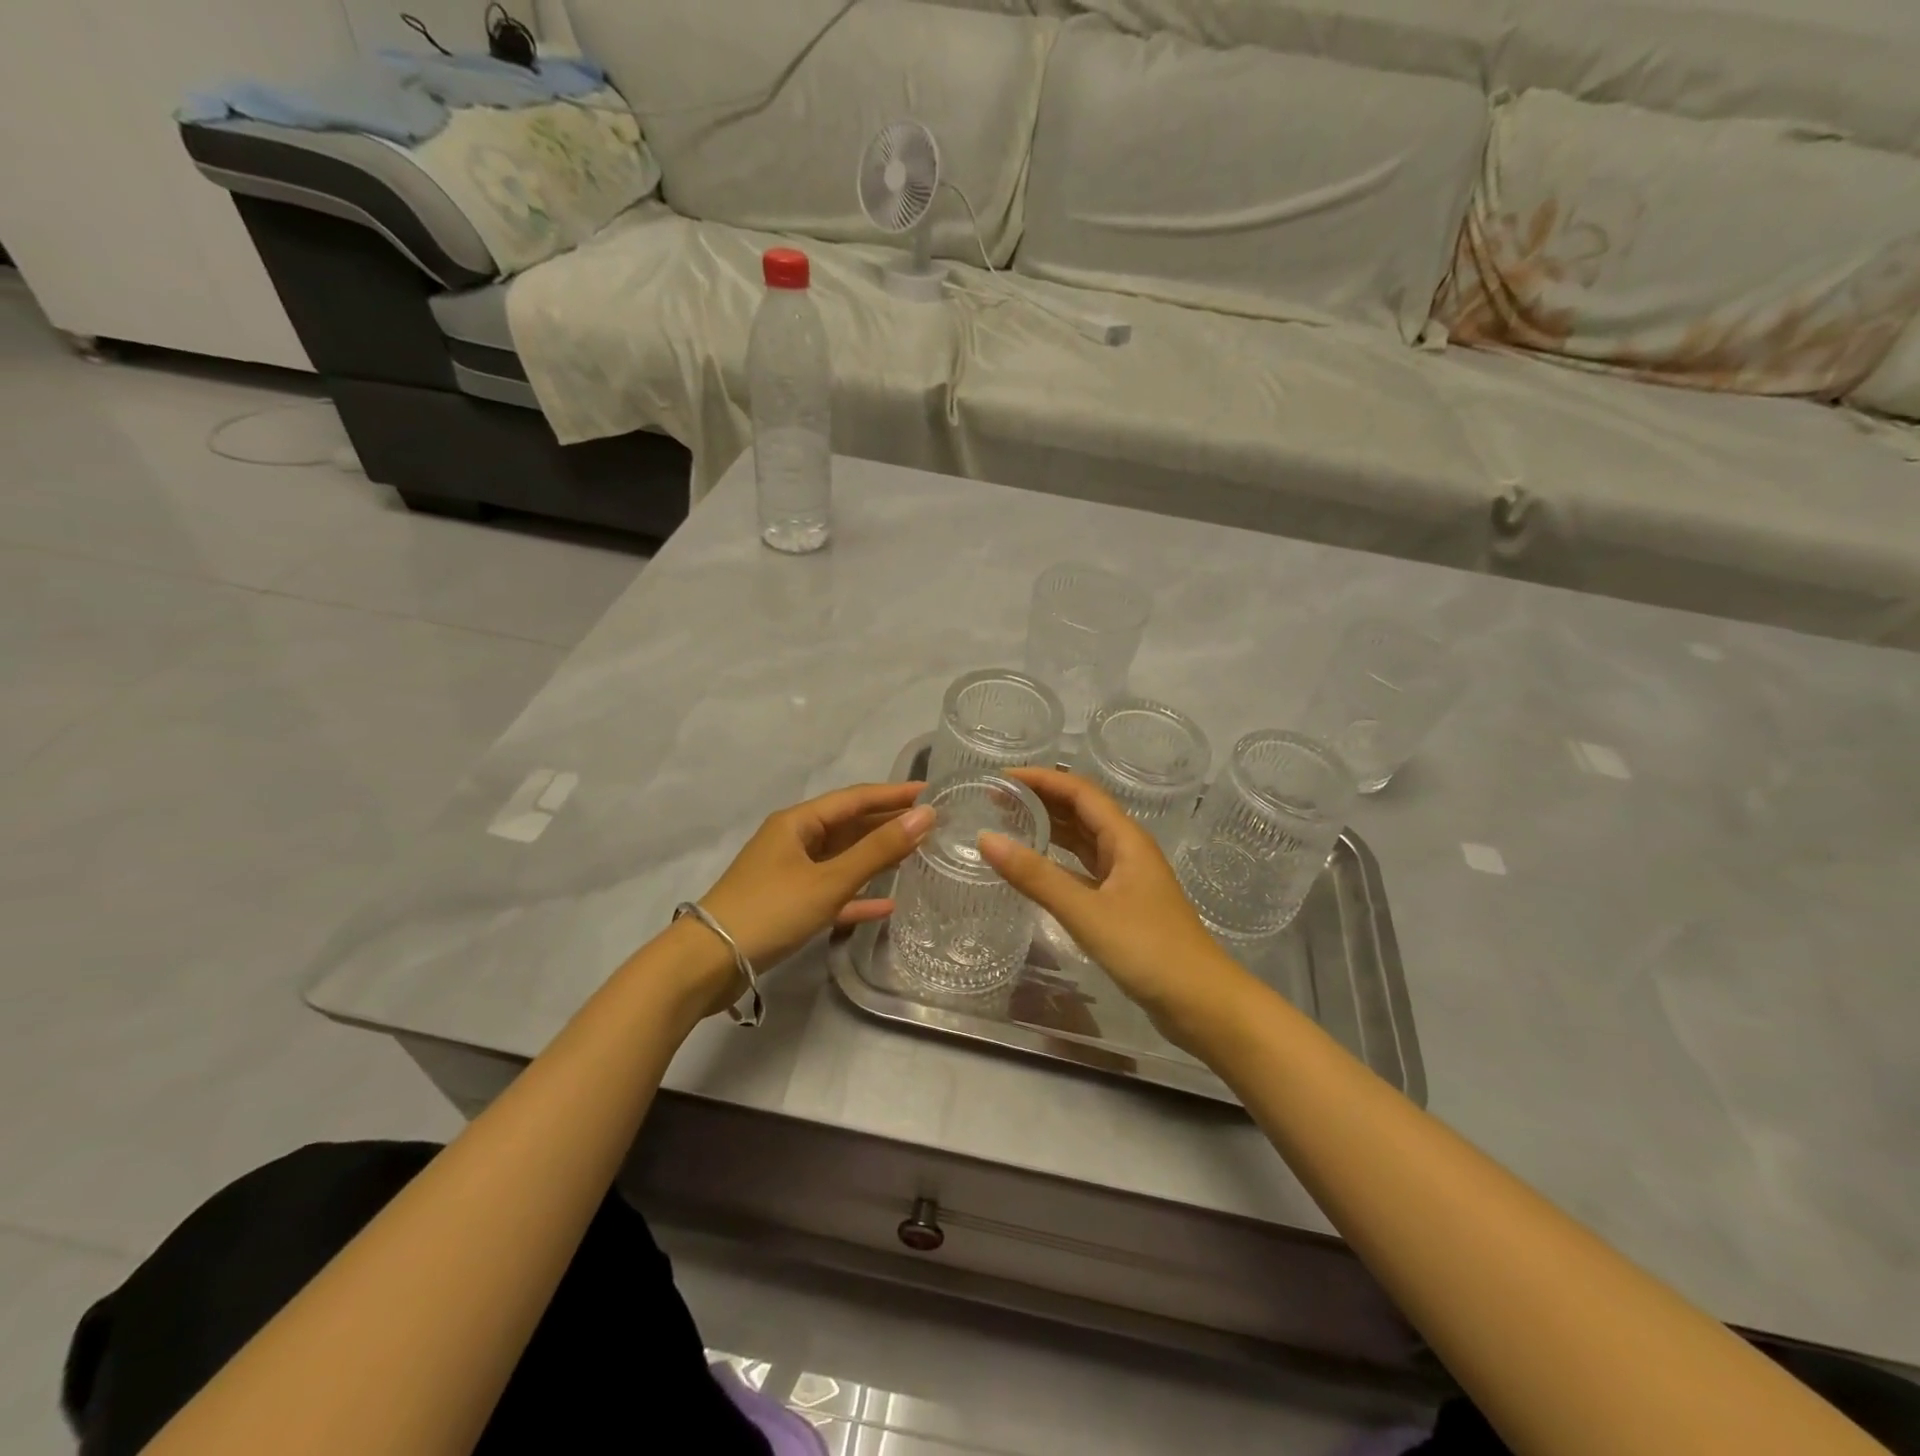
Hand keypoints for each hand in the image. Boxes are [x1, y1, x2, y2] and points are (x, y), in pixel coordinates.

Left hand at [691, 782, 933, 1009]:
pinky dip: (857, 895)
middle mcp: (794, 841)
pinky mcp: (789, 905)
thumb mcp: (829, 879)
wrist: (709, 963)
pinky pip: (832, 892)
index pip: (855, 798)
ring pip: (842, 859)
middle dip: (888, 825)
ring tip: (917, 856)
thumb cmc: (771, 910)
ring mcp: (790, 874)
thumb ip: (879, 849)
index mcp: (798, 822)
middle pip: (849, 826)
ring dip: (876, 858)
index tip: (930, 793)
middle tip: (932, 826)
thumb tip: (925, 815)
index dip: (893, 795)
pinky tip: (887, 905)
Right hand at [977, 769, 1250, 1040]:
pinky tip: (1035, 869)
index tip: (1001, 778)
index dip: (1041, 779)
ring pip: (1083, 840)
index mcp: (1126, 839)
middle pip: (1081, 811)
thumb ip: (1036, 876)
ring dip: (1050, 829)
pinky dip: (1058, 862)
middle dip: (1041, 800)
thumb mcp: (1086, 911)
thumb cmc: (1148, 949)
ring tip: (1008, 824)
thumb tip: (986, 838)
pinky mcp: (1123, 904)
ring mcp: (1126, 878)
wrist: (1201, 1003)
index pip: (1079, 791)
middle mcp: (1127, 850)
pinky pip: (1084, 869)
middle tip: (996, 801)